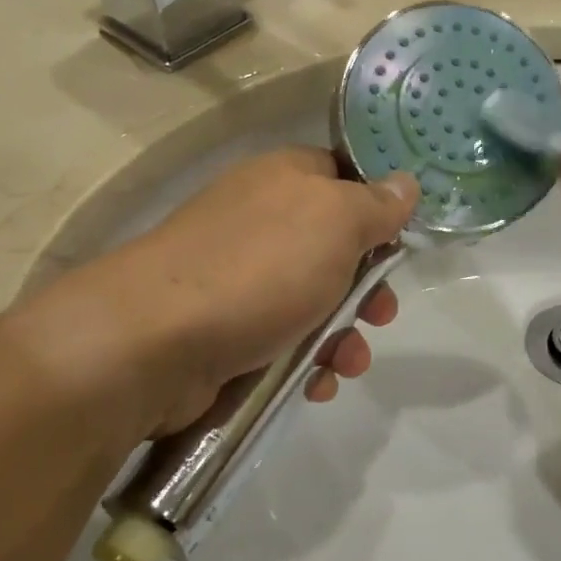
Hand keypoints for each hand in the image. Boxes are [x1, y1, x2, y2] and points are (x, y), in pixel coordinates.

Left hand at [15, 148, 417, 435]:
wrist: (155, 341)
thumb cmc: (260, 268)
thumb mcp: (336, 222)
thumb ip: (376, 204)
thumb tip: (405, 182)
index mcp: (284, 179)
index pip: (342, 176)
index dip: (377, 208)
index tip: (401, 243)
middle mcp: (260, 221)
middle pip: (333, 248)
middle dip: (366, 288)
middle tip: (382, 315)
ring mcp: (238, 277)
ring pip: (311, 301)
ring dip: (342, 335)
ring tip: (348, 363)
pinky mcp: (224, 328)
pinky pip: (281, 339)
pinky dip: (305, 361)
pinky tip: (314, 384)